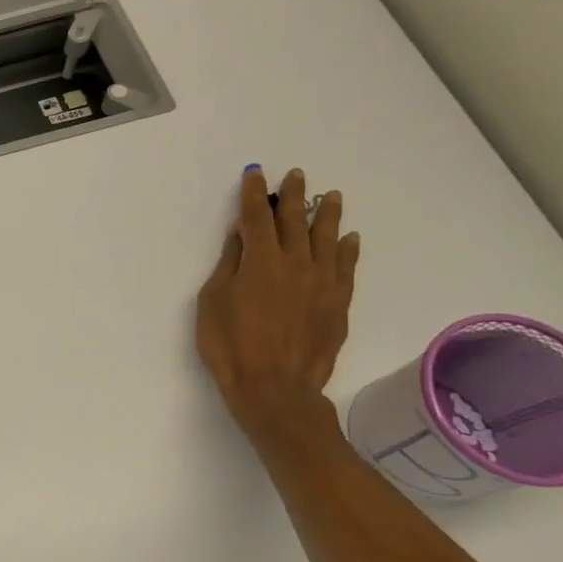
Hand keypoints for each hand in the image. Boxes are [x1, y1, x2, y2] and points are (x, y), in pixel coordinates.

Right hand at [196, 166, 359, 439]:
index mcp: (260, 261)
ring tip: (329, 195)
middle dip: (292, 195)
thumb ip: (229, 265)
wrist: (274, 387)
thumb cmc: (230, 345)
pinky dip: (347, 248)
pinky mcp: (338, 302)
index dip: (254, 193)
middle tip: (296, 175)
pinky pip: (346, 266)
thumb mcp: (213, 302)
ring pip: (327, 238)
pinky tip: (349, 237)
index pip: (256, 217)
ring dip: (326, 214)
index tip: (255, 173)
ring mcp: (322, 282)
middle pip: (295, 221)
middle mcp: (295, 263)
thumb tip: (241, 235)